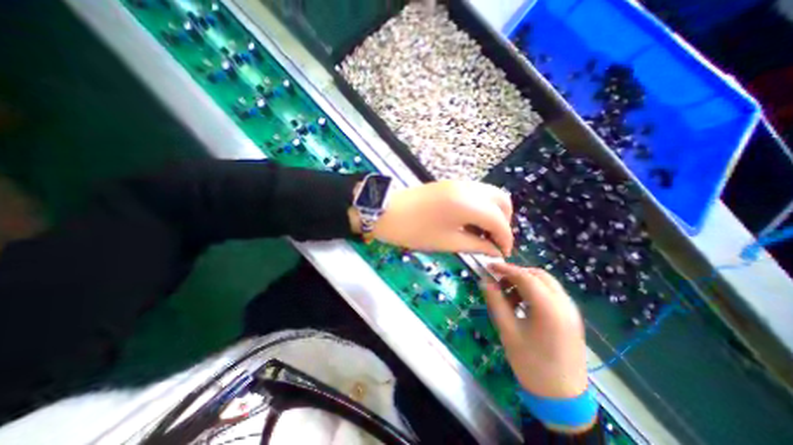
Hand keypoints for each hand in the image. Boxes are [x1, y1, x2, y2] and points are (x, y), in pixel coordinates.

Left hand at [358, 180, 514, 257]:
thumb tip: (495, 251)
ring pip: (490, 194)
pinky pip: (477, 192)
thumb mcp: (446, 242)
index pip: (499, 221)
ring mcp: (459, 183)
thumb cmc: (414, 230)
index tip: (502, 253)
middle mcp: (469, 188)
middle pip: (501, 201)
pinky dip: (482, 206)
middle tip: (493, 240)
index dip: (505, 239)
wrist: (386, 211)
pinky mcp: (451, 184)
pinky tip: (471, 221)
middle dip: (504, 221)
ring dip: (493, 212)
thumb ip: (475, 245)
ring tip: (483, 232)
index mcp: (469, 204)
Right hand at [483, 264, 587, 402]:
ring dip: (526, 282)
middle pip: (538, 275)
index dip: (505, 269)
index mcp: (549, 308)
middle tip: (499, 282)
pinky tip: (523, 304)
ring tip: (509, 296)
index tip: (489, 266)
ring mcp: (571, 310)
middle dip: (516, 274)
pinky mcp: (571, 316)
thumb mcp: (507, 330)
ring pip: (546, 282)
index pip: (525, 276)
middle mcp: (564, 304)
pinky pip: (551, 293)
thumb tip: (485, 281)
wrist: (561, 397)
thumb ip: (495, 301)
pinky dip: (535, 291)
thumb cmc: (530, 364)